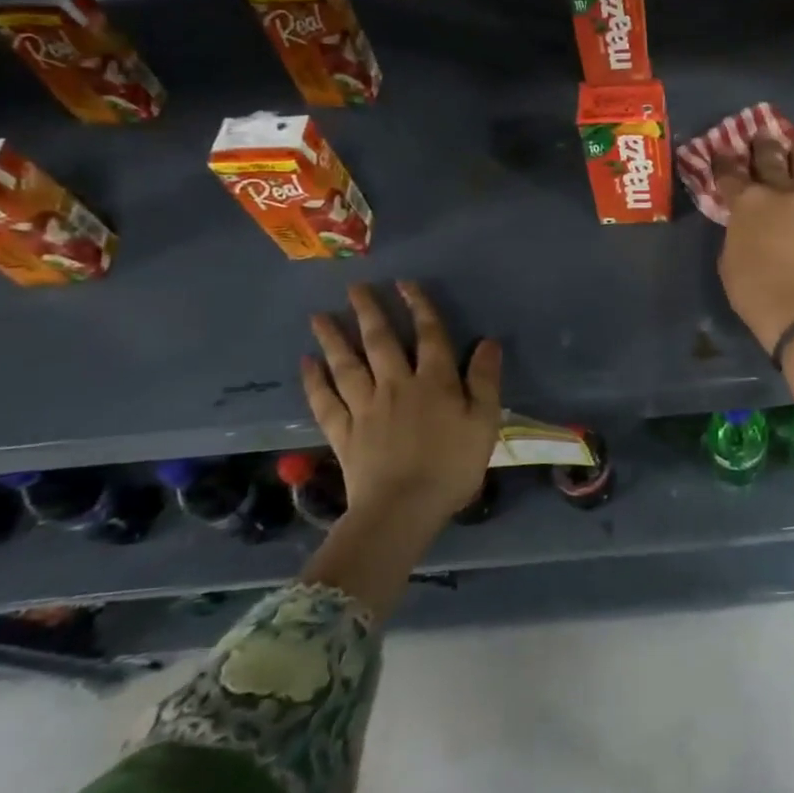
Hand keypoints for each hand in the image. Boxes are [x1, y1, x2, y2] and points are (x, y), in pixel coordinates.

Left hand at [301, 282, 501, 525]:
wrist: (403, 508)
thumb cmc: (452, 465)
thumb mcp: (485, 421)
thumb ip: (485, 380)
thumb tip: (487, 342)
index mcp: (434, 382)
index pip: (429, 335)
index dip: (418, 307)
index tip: (405, 284)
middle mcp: (396, 385)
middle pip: (380, 342)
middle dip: (368, 312)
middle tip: (354, 288)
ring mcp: (365, 408)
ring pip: (347, 366)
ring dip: (333, 339)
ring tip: (319, 316)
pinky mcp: (344, 433)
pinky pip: (325, 402)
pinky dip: (314, 381)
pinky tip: (306, 364)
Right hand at [717, 137, 793, 351]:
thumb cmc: (753, 290)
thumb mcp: (729, 260)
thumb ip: (737, 233)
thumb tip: (745, 225)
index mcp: (746, 203)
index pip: (729, 175)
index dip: (723, 162)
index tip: (721, 151)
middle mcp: (778, 193)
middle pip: (769, 161)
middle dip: (763, 146)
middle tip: (762, 133)